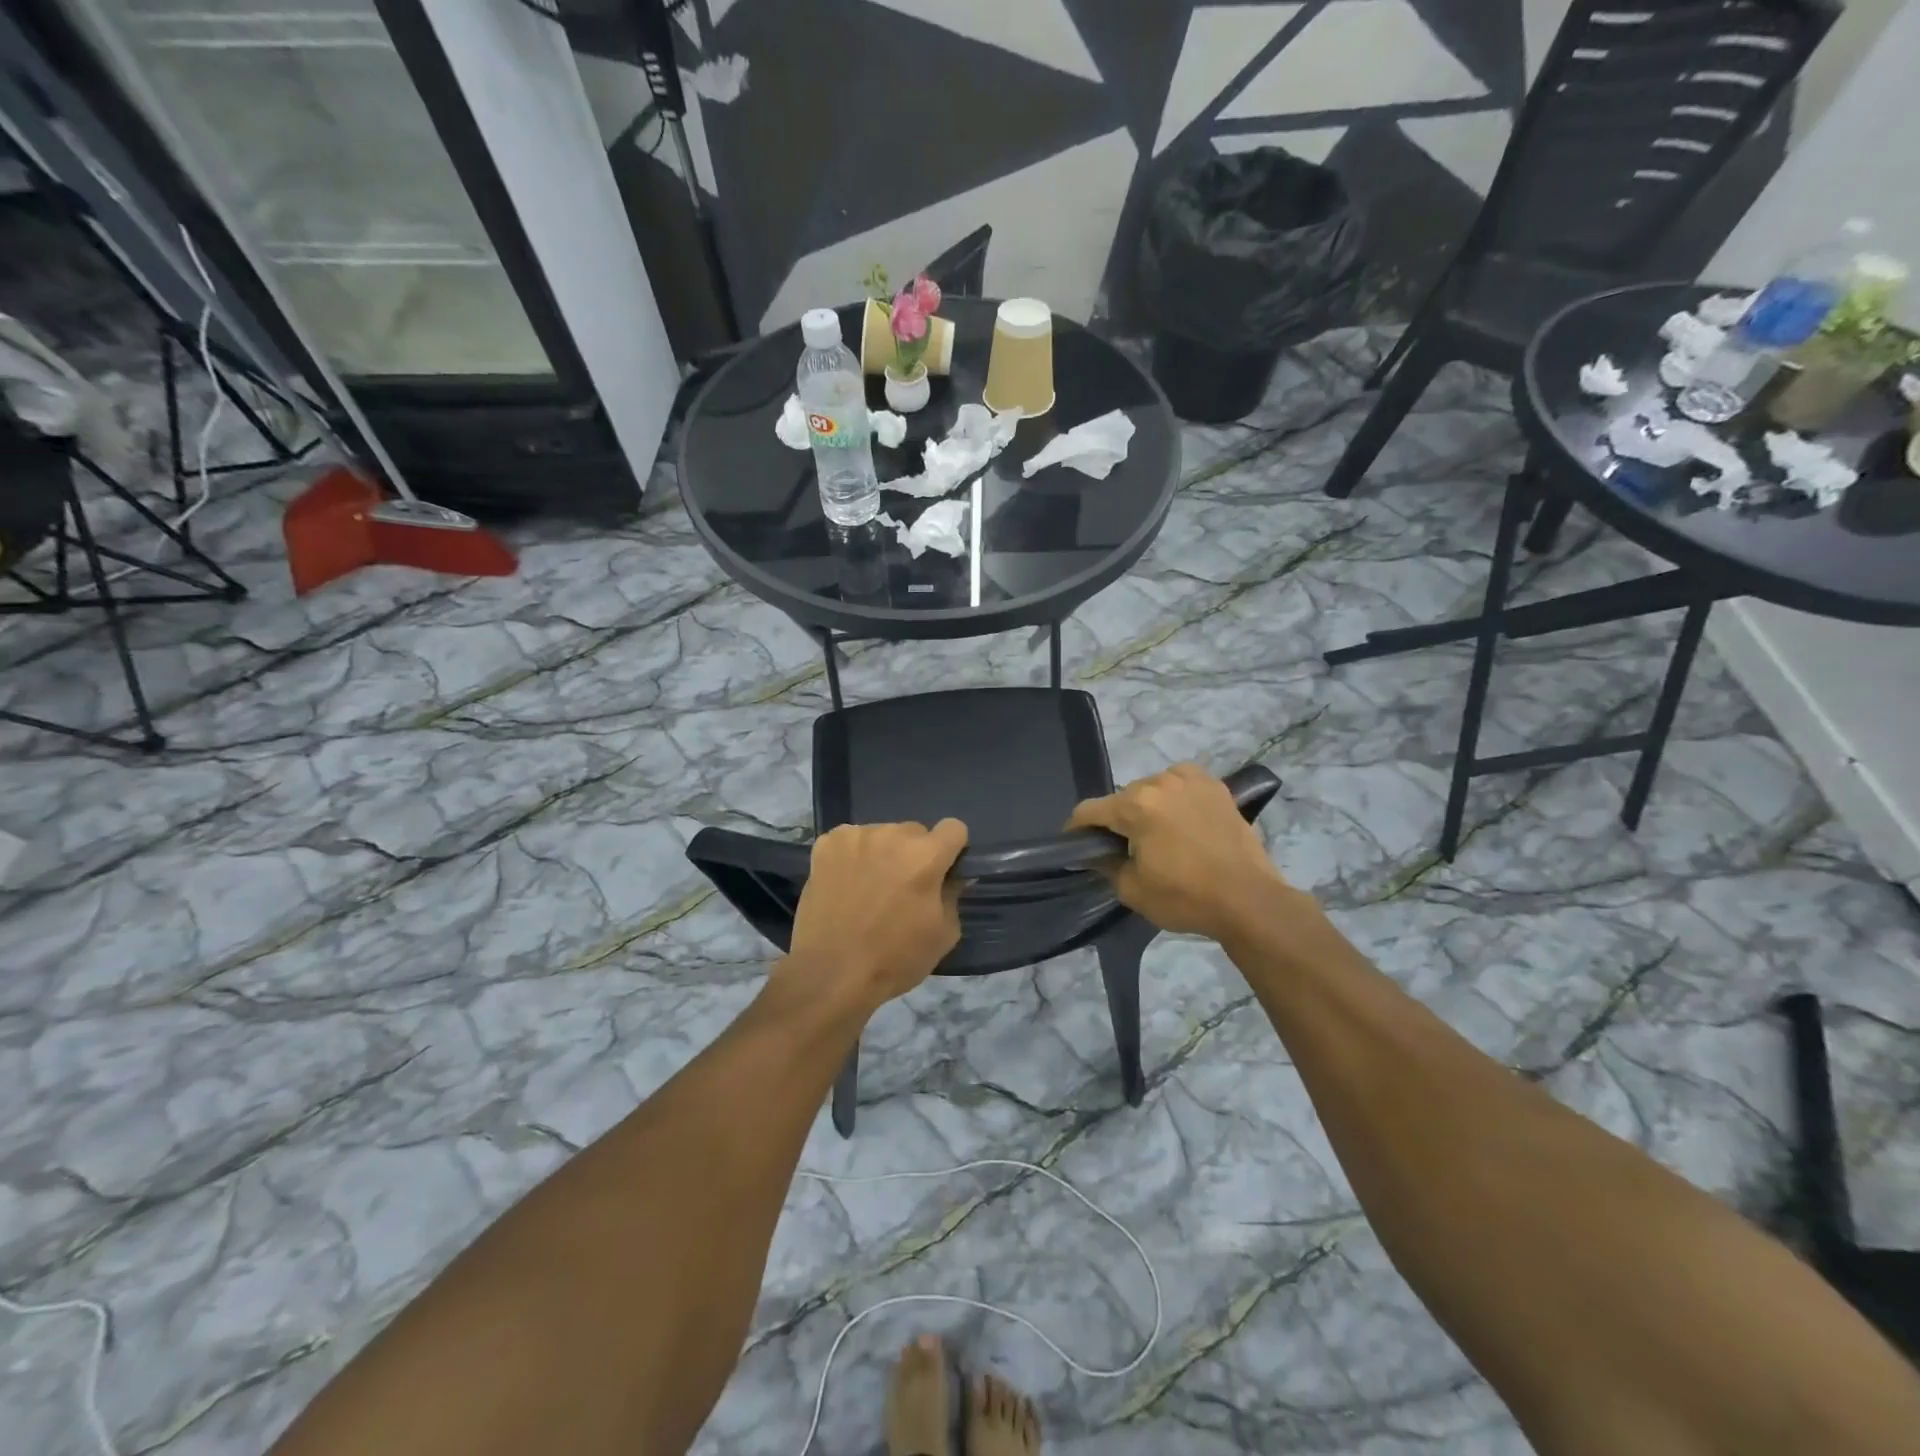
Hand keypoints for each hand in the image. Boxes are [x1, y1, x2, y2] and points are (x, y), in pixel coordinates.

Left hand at [781, 819, 967, 1012]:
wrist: (832, 972)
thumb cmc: (894, 958)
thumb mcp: (943, 934)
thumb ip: (953, 894)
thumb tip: (952, 877)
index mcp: (926, 855)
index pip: (954, 828)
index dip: (952, 849)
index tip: (943, 871)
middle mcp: (892, 835)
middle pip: (915, 832)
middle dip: (915, 854)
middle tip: (902, 888)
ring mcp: (856, 836)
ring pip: (882, 835)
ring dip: (883, 853)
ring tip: (869, 888)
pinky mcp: (826, 844)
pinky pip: (851, 840)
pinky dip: (853, 856)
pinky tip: (845, 883)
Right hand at [1068, 764, 1289, 940]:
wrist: (1248, 899)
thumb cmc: (1186, 897)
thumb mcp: (1132, 889)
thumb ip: (1105, 864)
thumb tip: (1095, 853)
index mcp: (1135, 806)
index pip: (1089, 810)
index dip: (1076, 828)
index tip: (1075, 844)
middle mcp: (1159, 782)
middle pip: (1122, 798)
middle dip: (1116, 820)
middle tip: (1122, 847)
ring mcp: (1190, 780)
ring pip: (1152, 788)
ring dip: (1147, 806)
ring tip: (1156, 832)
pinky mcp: (1215, 786)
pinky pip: (1181, 782)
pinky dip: (1175, 795)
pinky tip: (1181, 816)